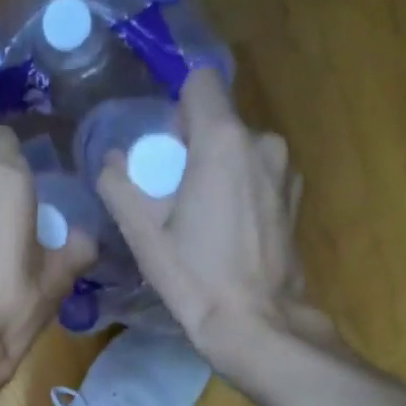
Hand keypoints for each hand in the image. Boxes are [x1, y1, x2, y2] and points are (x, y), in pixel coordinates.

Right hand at [99, 67, 331, 365]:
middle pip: (217, 121)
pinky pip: (257, 175)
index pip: (199, 82)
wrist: (255, 323)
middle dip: (192, 146)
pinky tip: (226, 232)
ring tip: (199, 218)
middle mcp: (262, 143)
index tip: (162, 147)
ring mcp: (285, 171)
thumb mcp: (142, 234)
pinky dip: (239, 189)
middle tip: (170, 195)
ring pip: (239, 150)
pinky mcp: (295, 198)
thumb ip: (119, 185)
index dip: (175, 107)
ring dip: (216, 170)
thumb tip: (110, 161)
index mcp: (223, 141)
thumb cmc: (194, 276)